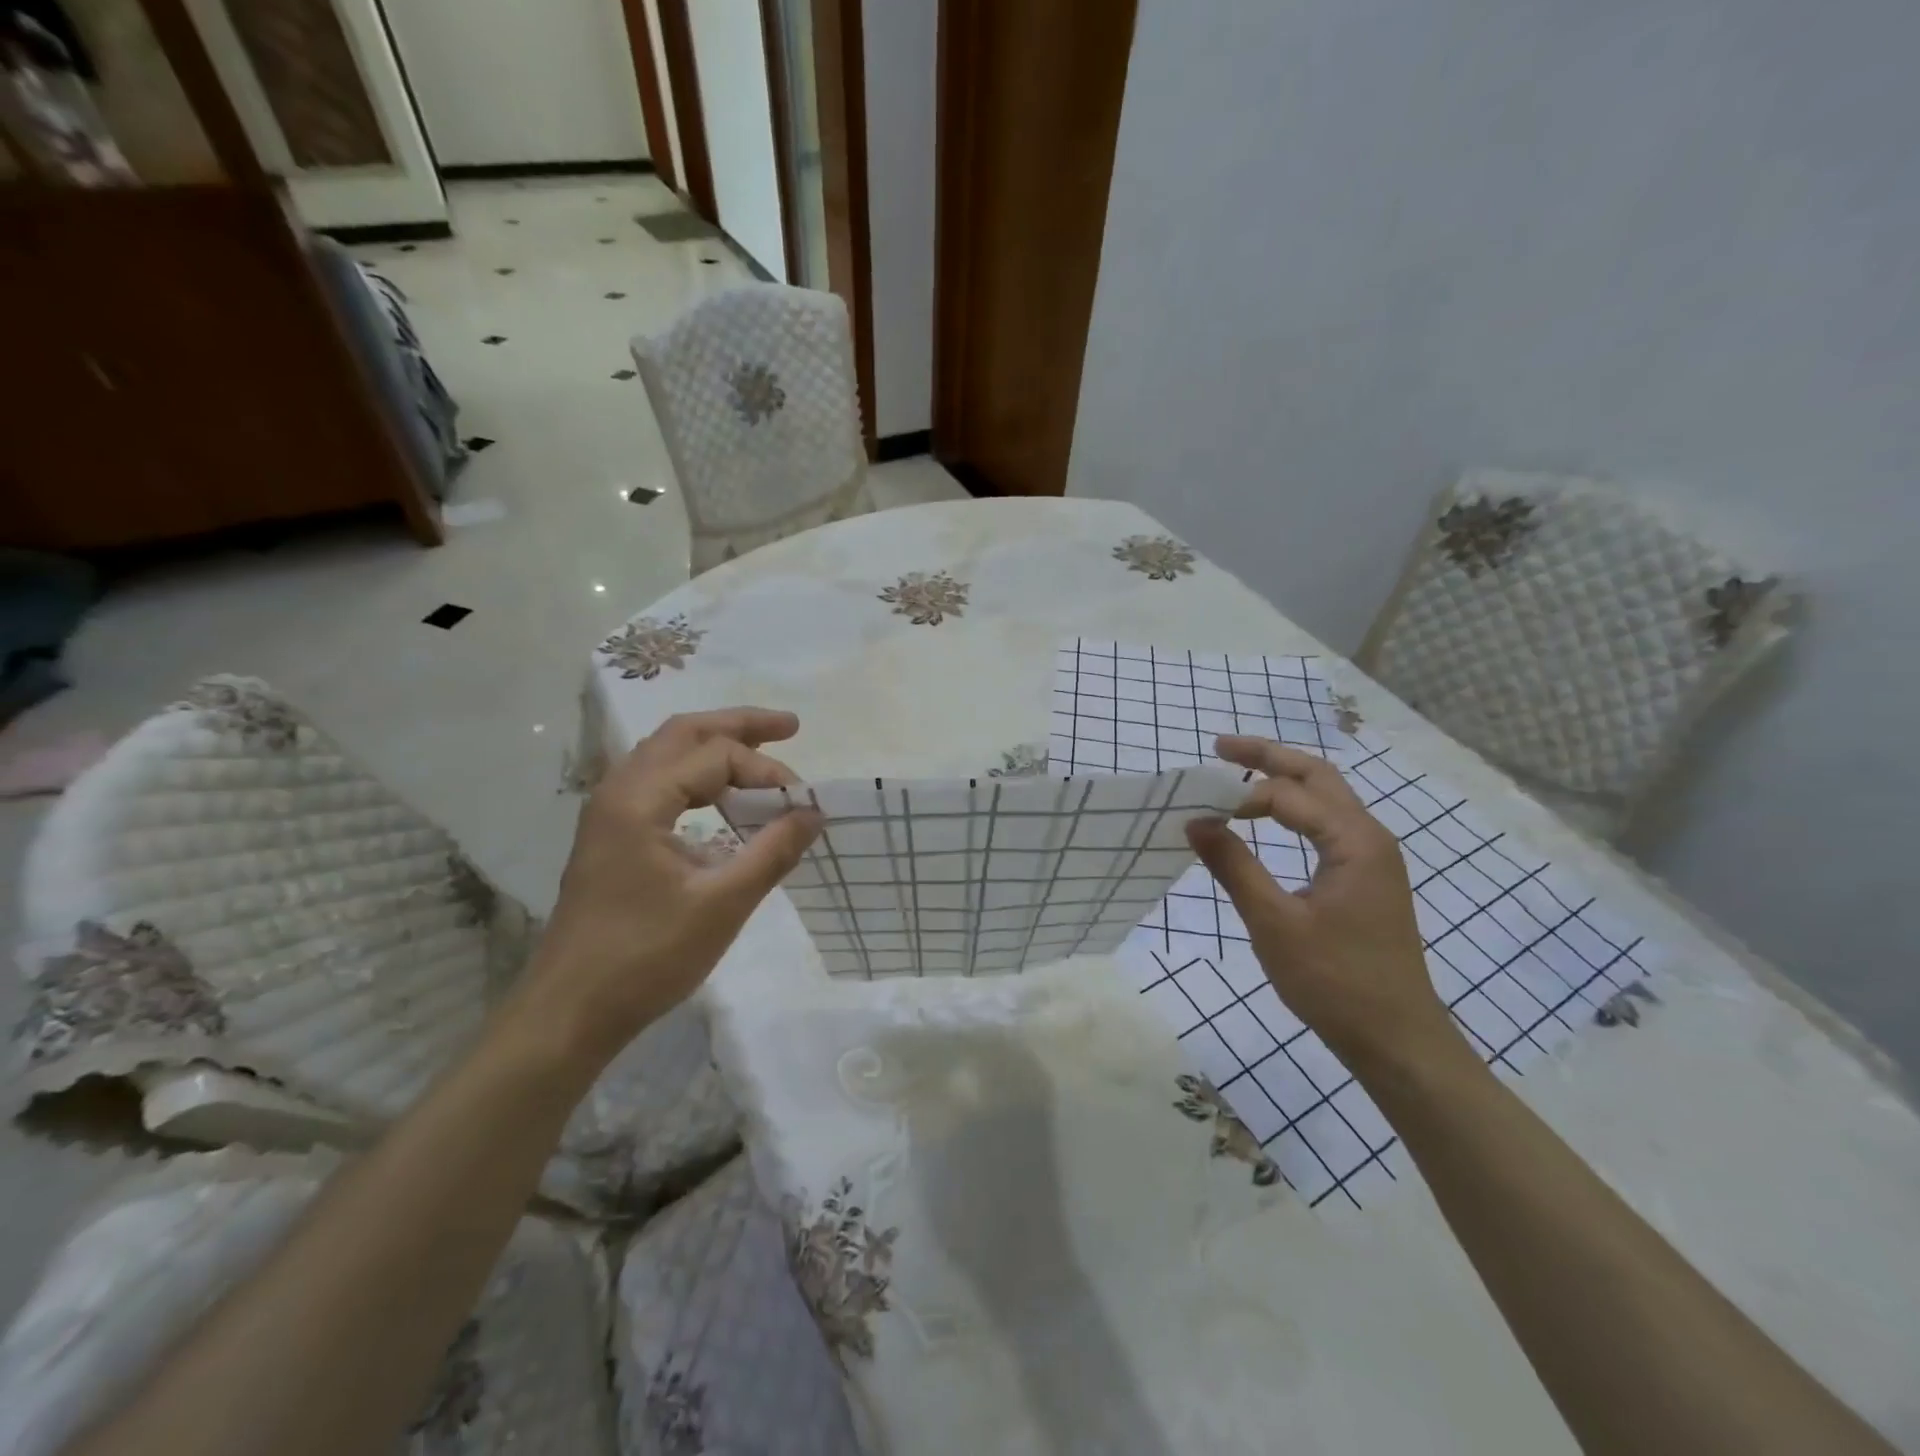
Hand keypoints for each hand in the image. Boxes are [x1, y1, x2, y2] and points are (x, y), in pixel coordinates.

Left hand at [517, 708, 821, 1064]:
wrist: (569, 1013)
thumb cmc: (645, 958)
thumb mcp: (722, 905)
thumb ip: (772, 852)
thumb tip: (814, 812)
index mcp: (639, 800)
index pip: (716, 756)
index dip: (767, 771)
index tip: (803, 804)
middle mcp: (618, 792)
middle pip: (683, 733)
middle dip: (739, 725)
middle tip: (790, 726)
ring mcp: (609, 814)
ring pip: (667, 755)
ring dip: (716, 747)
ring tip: (762, 753)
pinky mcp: (611, 838)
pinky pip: (659, 784)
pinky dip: (697, 777)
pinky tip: (723, 799)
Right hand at [1186, 736, 1460, 1072]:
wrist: (1397, 1040)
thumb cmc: (1334, 981)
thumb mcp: (1274, 922)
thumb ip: (1234, 866)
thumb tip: (1195, 821)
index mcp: (1354, 841)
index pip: (1289, 795)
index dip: (1240, 795)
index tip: (1197, 808)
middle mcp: (1370, 837)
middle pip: (1318, 777)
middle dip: (1269, 757)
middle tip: (1221, 747)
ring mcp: (1373, 858)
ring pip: (1326, 798)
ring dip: (1284, 781)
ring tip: (1239, 774)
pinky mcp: (1367, 878)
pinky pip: (1328, 824)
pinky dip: (1295, 810)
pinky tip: (1270, 820)